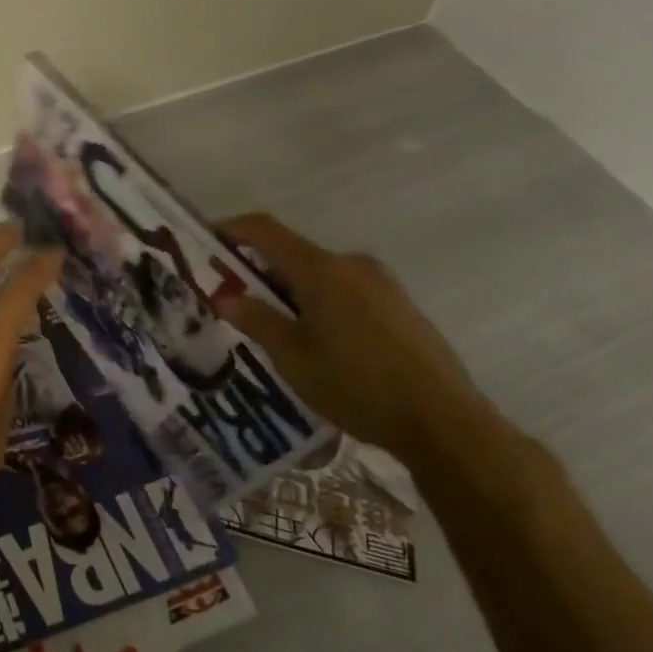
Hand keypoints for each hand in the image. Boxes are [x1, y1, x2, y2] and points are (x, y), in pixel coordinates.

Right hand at [214, 213, 496, 467]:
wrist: (444, 422)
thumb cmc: (357, 386)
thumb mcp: (293, 357)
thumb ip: (256, 320)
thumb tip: (224, 296)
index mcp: (320, 269)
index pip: (265, 231)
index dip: (233, 229)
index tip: (207, 241)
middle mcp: (351, 264)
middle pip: (293, 253)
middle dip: (259, 270)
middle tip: (235, 300)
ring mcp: (380, 282)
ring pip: (320, 274)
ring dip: (291, 289)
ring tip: (276, 328)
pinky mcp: (399, 304)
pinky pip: (345, 289)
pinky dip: (320, 301)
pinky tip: (318, 340)